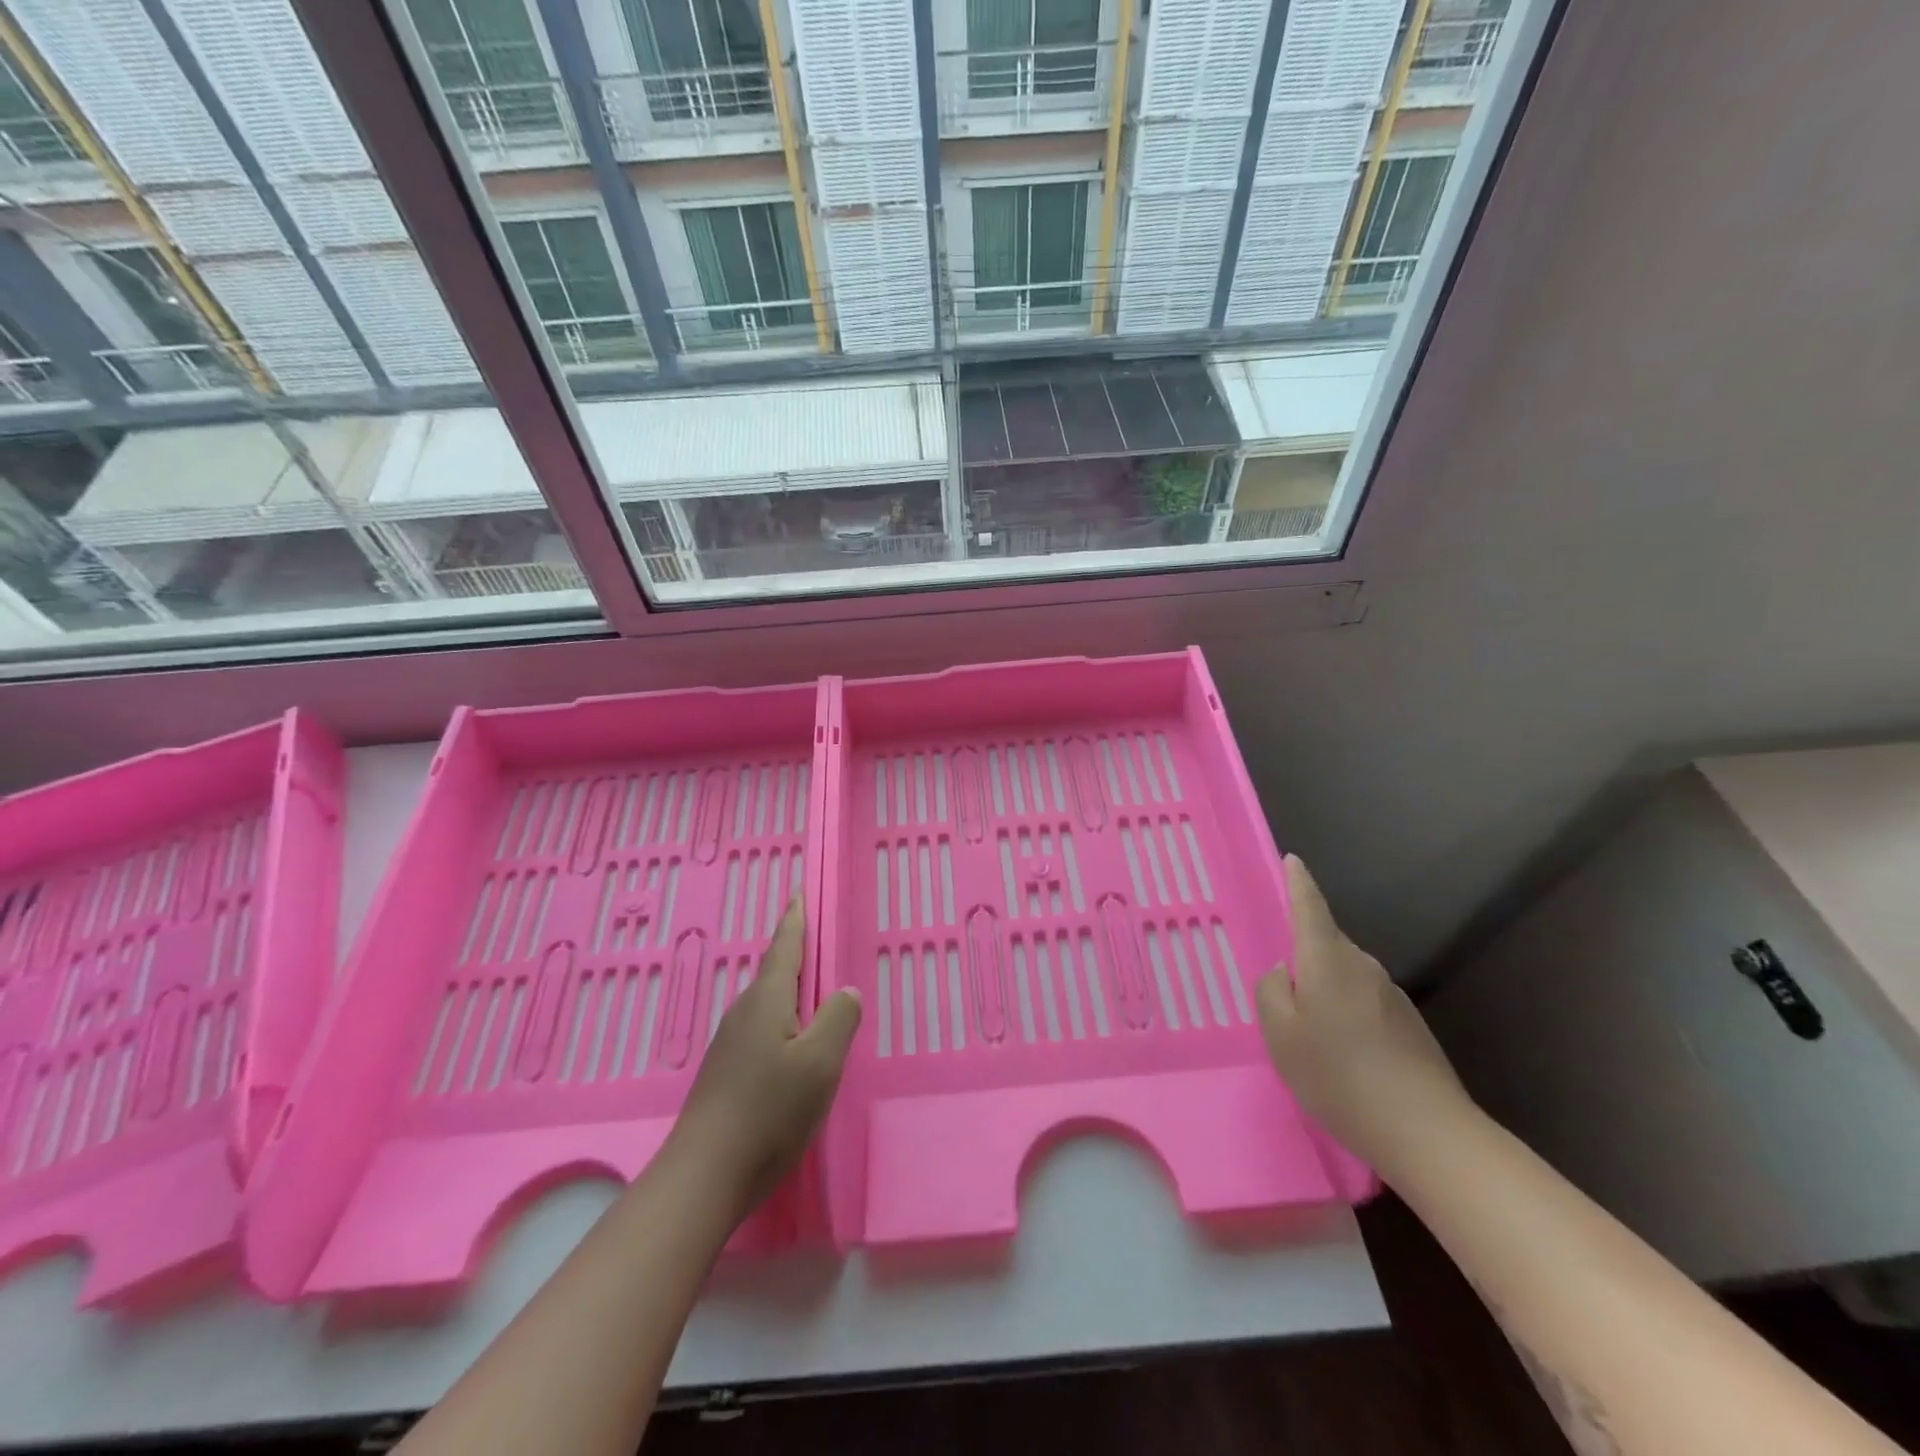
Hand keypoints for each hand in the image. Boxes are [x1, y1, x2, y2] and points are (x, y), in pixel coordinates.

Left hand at [671, 898, 861, 1216]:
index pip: (784, 948)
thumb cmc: (769, 1111)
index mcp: (766, 1001)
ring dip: (790, 991)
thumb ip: (839, 1018)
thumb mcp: (820, 1063)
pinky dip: (783, 1021)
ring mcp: (730, 1044)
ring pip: (768, 1004)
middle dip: (795, 955)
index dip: (795, 921)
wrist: (705, 1175)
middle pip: (774, 973)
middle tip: (817, 940)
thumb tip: (845, 991)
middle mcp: (744, 1013)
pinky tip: (793, 1044)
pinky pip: (762, 1029)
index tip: (797, 894)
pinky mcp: (726, 1073)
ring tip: (813, 992)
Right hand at [1257, 855, 1471, 1172]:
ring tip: (1311, 1033)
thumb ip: (1271, 992)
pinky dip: (1347, 1015)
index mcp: (1327, 960)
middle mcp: (1362, 967)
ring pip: (1346, 977)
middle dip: (1305, 954)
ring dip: (1326, 991)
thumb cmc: (1338, 1076)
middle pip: (1327, 944)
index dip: (1298, 883)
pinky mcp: (1410, 1026)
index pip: (1309, 907)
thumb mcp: (1280, 1035)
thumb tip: (1283, 972)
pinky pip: (1365, 1003)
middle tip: (1282, 989)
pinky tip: (1343, 1055)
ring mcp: (1391, 996)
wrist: (1427, 1132)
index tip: (1293, 860)